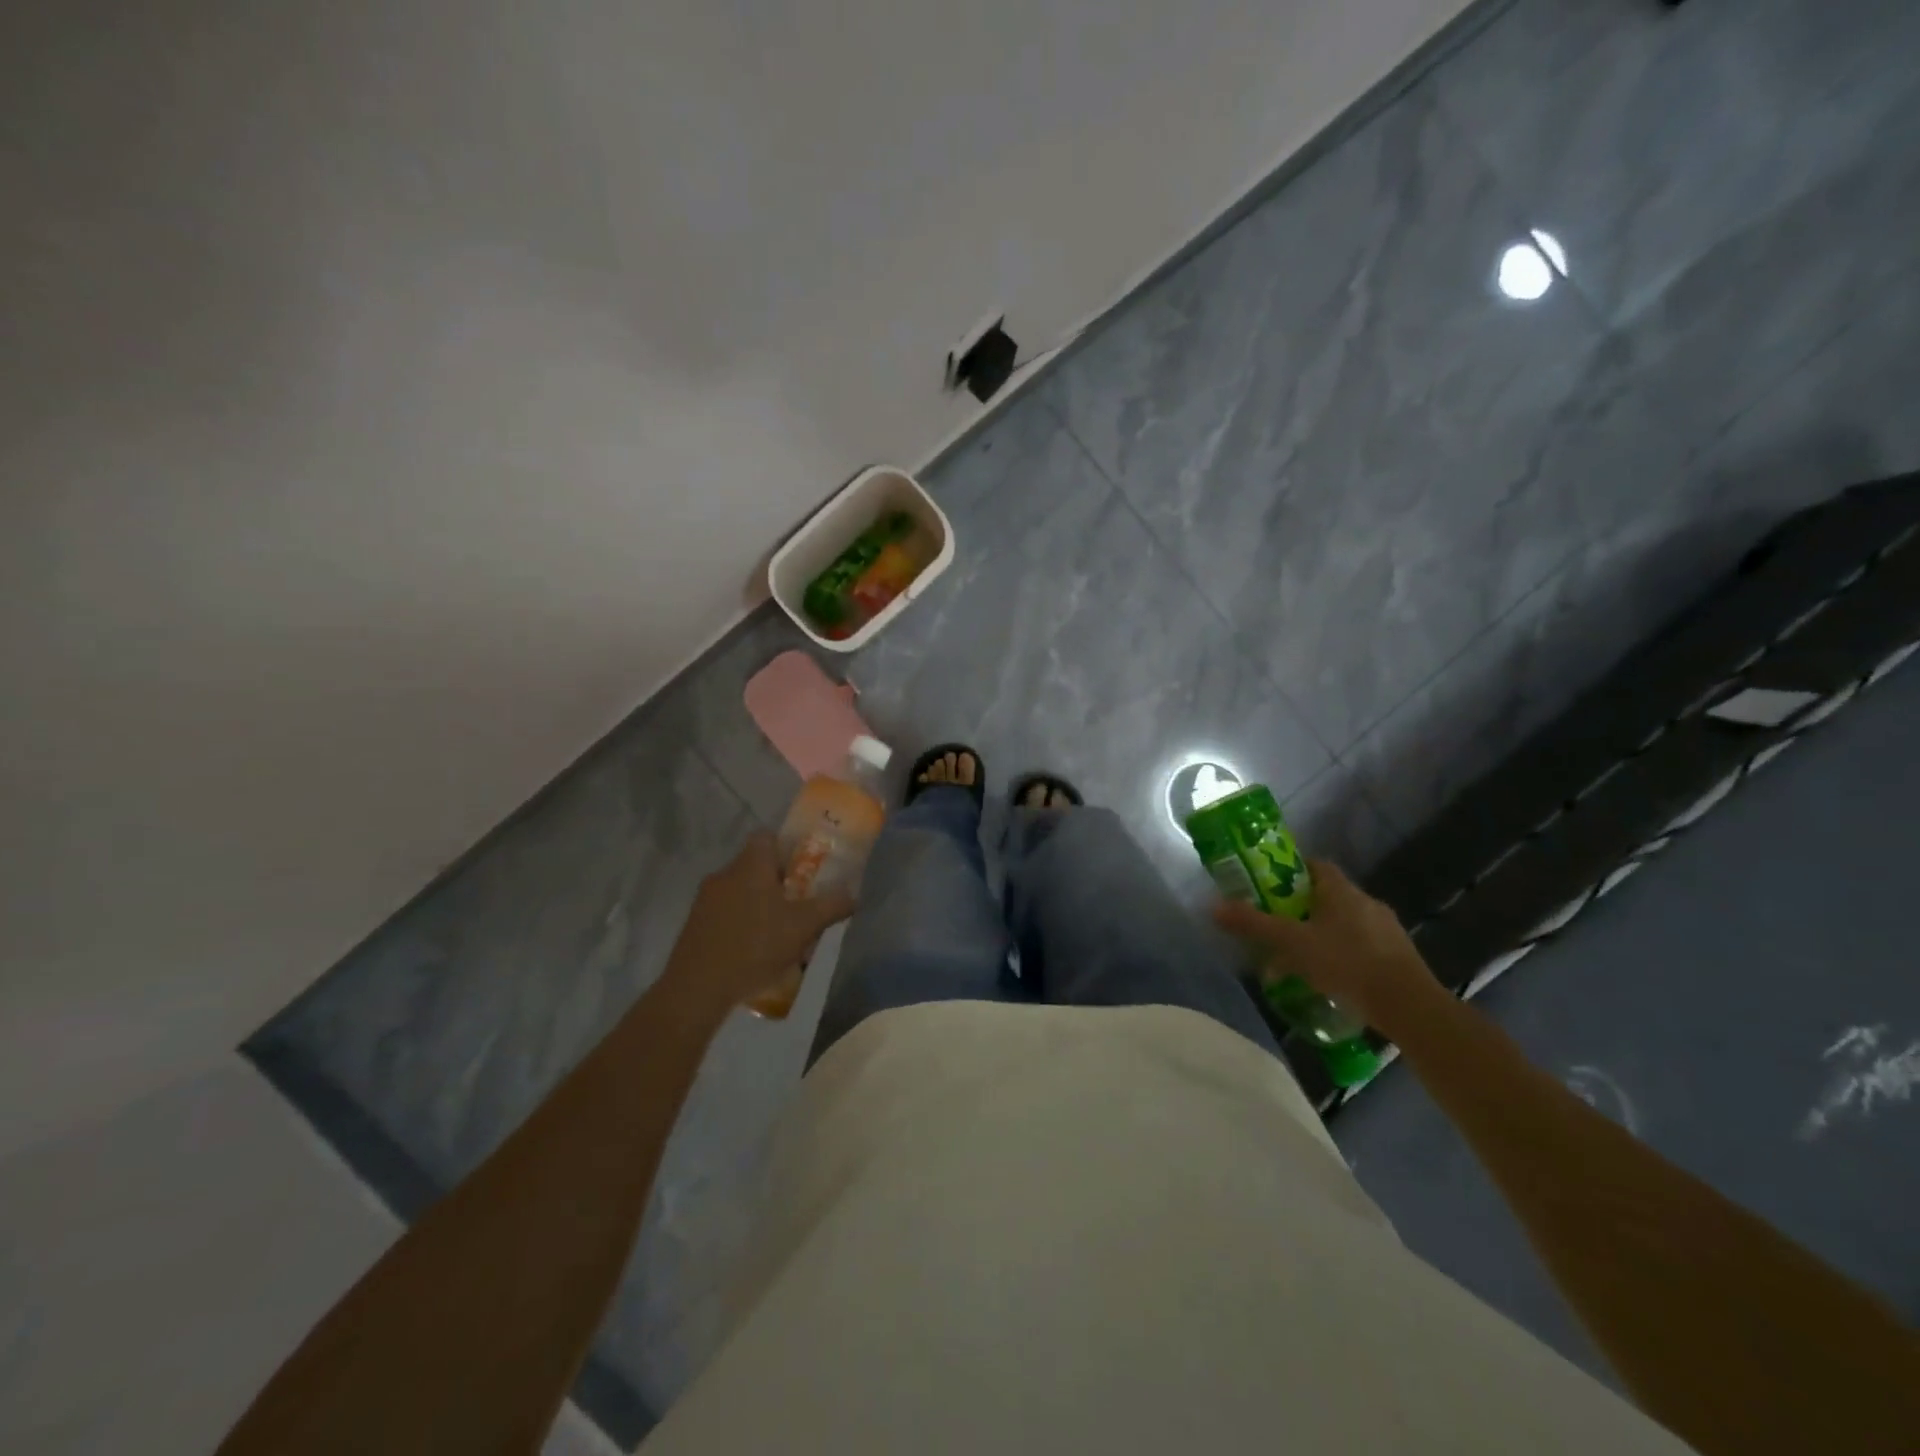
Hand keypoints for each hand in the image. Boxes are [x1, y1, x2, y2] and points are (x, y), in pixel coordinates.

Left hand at [660, 833, 857, 1013]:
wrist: (697, 987)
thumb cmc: (755, 945)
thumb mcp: (803, 926)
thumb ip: (831, 906)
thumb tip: (853, 895)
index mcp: (750, 865)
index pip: (767, 836)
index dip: (788, 846)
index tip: (805, 866)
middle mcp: (725, 874)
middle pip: (756, 865)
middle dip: (779, 881)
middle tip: (801, 902)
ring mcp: (705, 900)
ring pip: (741, 890)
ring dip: (760, 904)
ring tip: (781, 931)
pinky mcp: (695, 924)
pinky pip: (726, 912)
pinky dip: (742, 923)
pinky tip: (755, 950)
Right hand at [1213, 858, 1448, 1040]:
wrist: (1409, 1005)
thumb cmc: (1346, 962)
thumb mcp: (1292, 943)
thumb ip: (1254, 924)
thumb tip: (1213, 906)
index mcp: (1341, 890)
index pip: (1315, 865)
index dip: (1292, 870)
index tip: (1270, 885)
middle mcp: (1366, 902)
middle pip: (1327, 896)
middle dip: (1302, 908)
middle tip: (1278, 925)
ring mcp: (1387, 930)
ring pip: (1345, 924)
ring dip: (1323, 935)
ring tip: (1300, 959)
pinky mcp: (1399, 958)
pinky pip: (1362, 947)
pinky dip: (1343, 956)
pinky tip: (1330, 979)